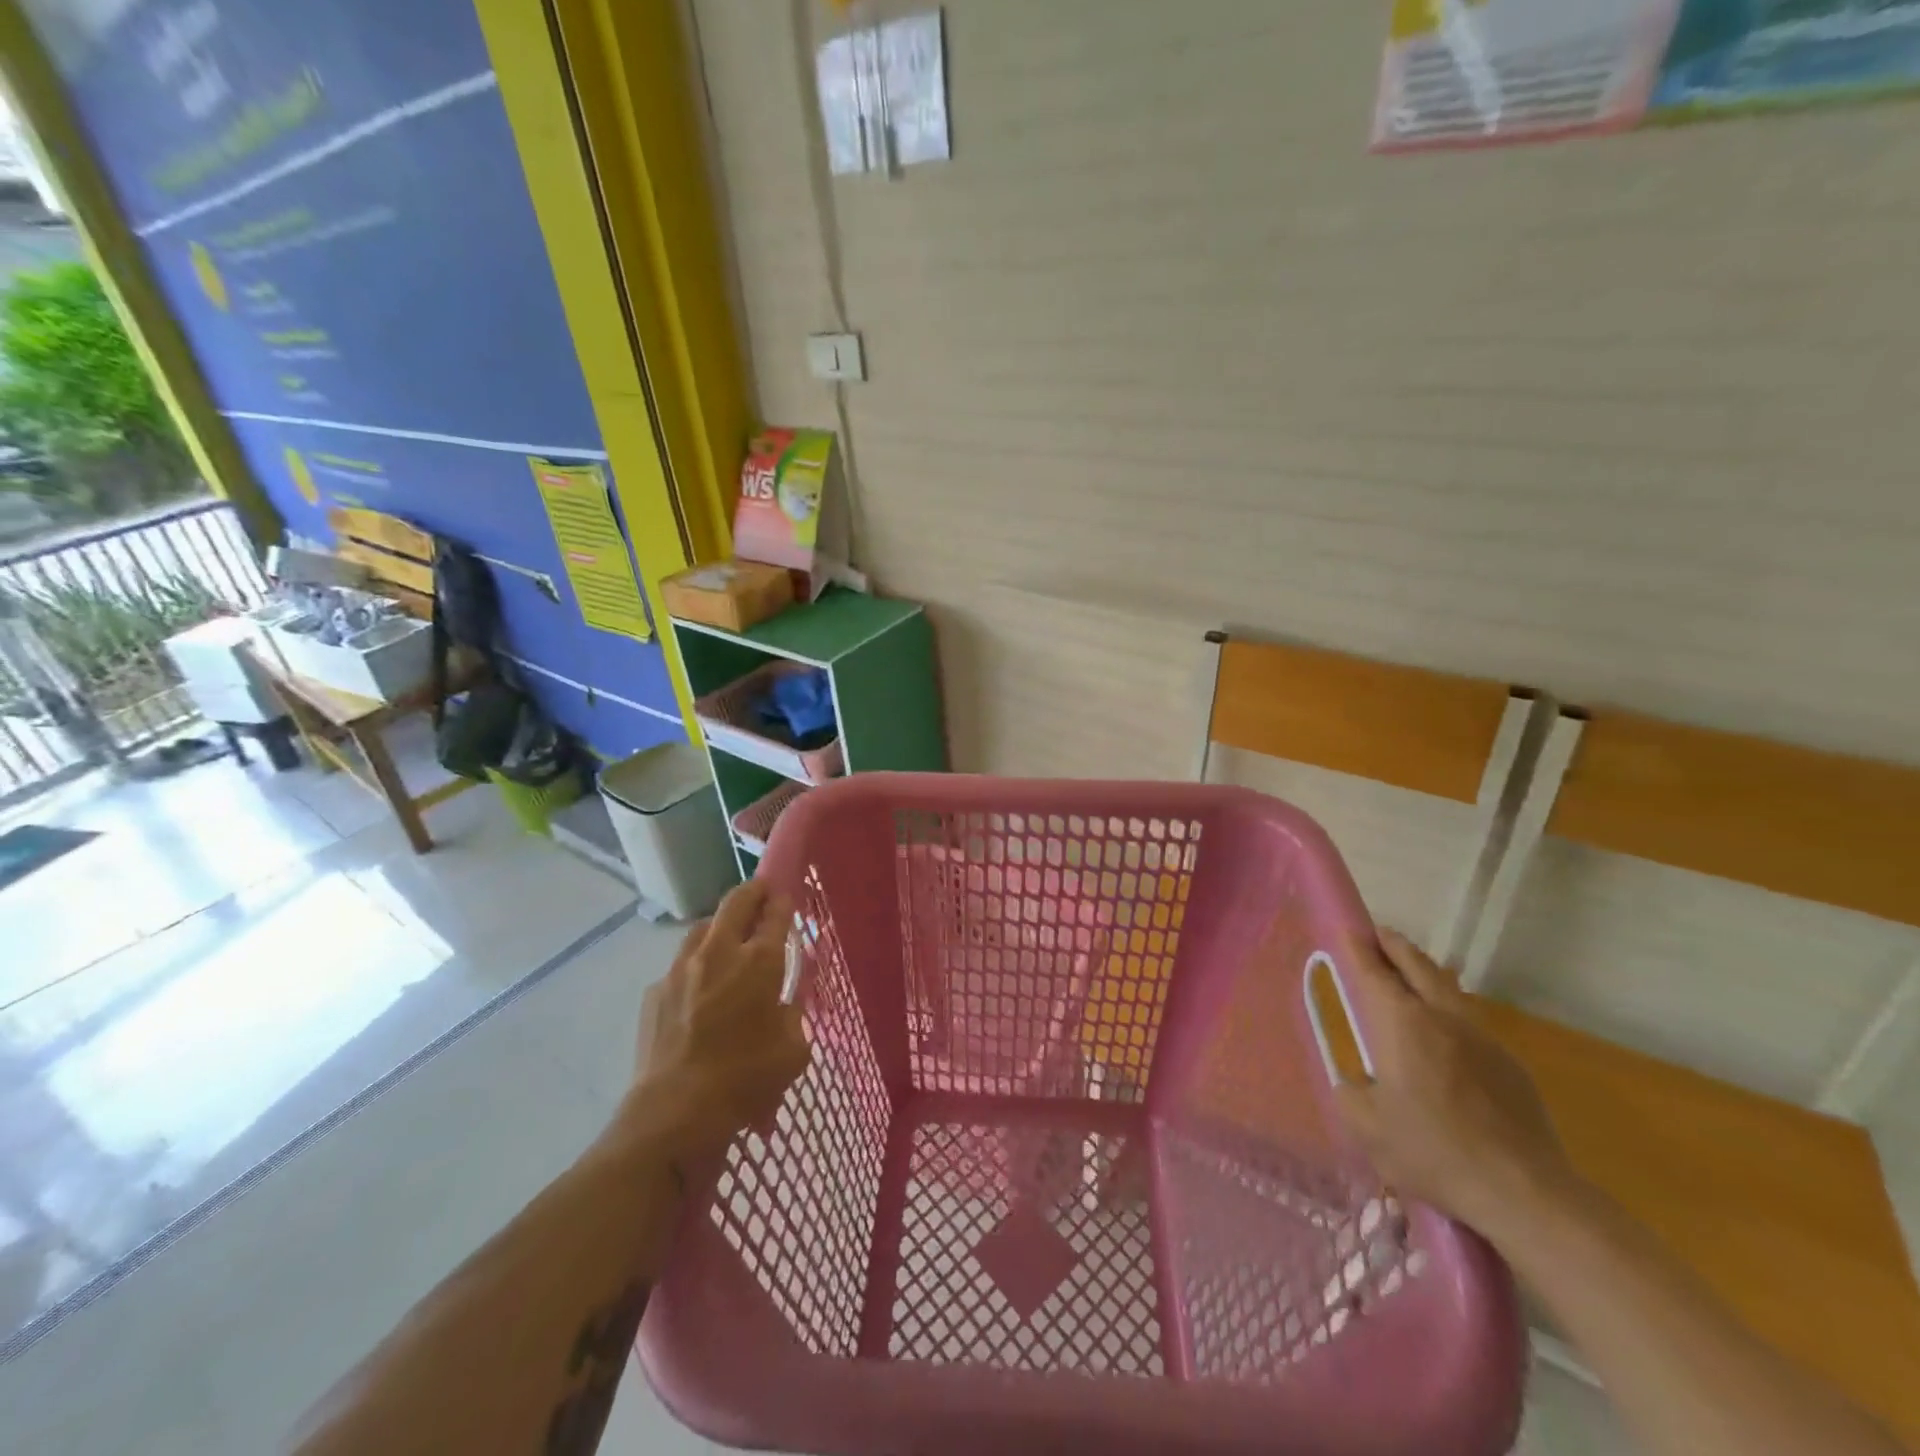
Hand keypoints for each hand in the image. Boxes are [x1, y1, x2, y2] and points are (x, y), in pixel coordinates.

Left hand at [629, 881, 810, 1161]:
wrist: (674, 1112)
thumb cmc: (745, 1079)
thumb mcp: (793, 1050)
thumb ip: (794, 1014)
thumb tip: (786, 1001)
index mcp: (759, 961)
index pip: (775, 913)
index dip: (783, 899)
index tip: (787, 895)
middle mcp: (719, 952)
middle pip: (736, 902)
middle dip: (752, 891)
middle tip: (762, 893)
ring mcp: (680, 968)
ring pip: (702, 927)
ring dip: (720, 925)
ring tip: (728, 940)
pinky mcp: (655, 991)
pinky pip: (680, 965)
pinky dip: (695, 966)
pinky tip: (699, 990)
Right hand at [1332, 928, 1581, 1242]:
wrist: (1524, 1192)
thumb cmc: (1433, 1151)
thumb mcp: (1367, 1128)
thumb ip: (1351, 1094)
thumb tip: (1356, 1083)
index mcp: (1403, 1024)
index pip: (1373, 972)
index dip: (1357, 948)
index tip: (1347, 930)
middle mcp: (1443, 1018)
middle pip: (1418, 965)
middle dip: (1395, 946)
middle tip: (1377, 936)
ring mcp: (1483, 1039)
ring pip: (1449, 988)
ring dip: (1425, 973)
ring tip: (1409, 975)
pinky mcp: (1510, 1066)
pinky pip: (1470, 1021)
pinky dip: (1449, 1010)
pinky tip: (1444, 1035)